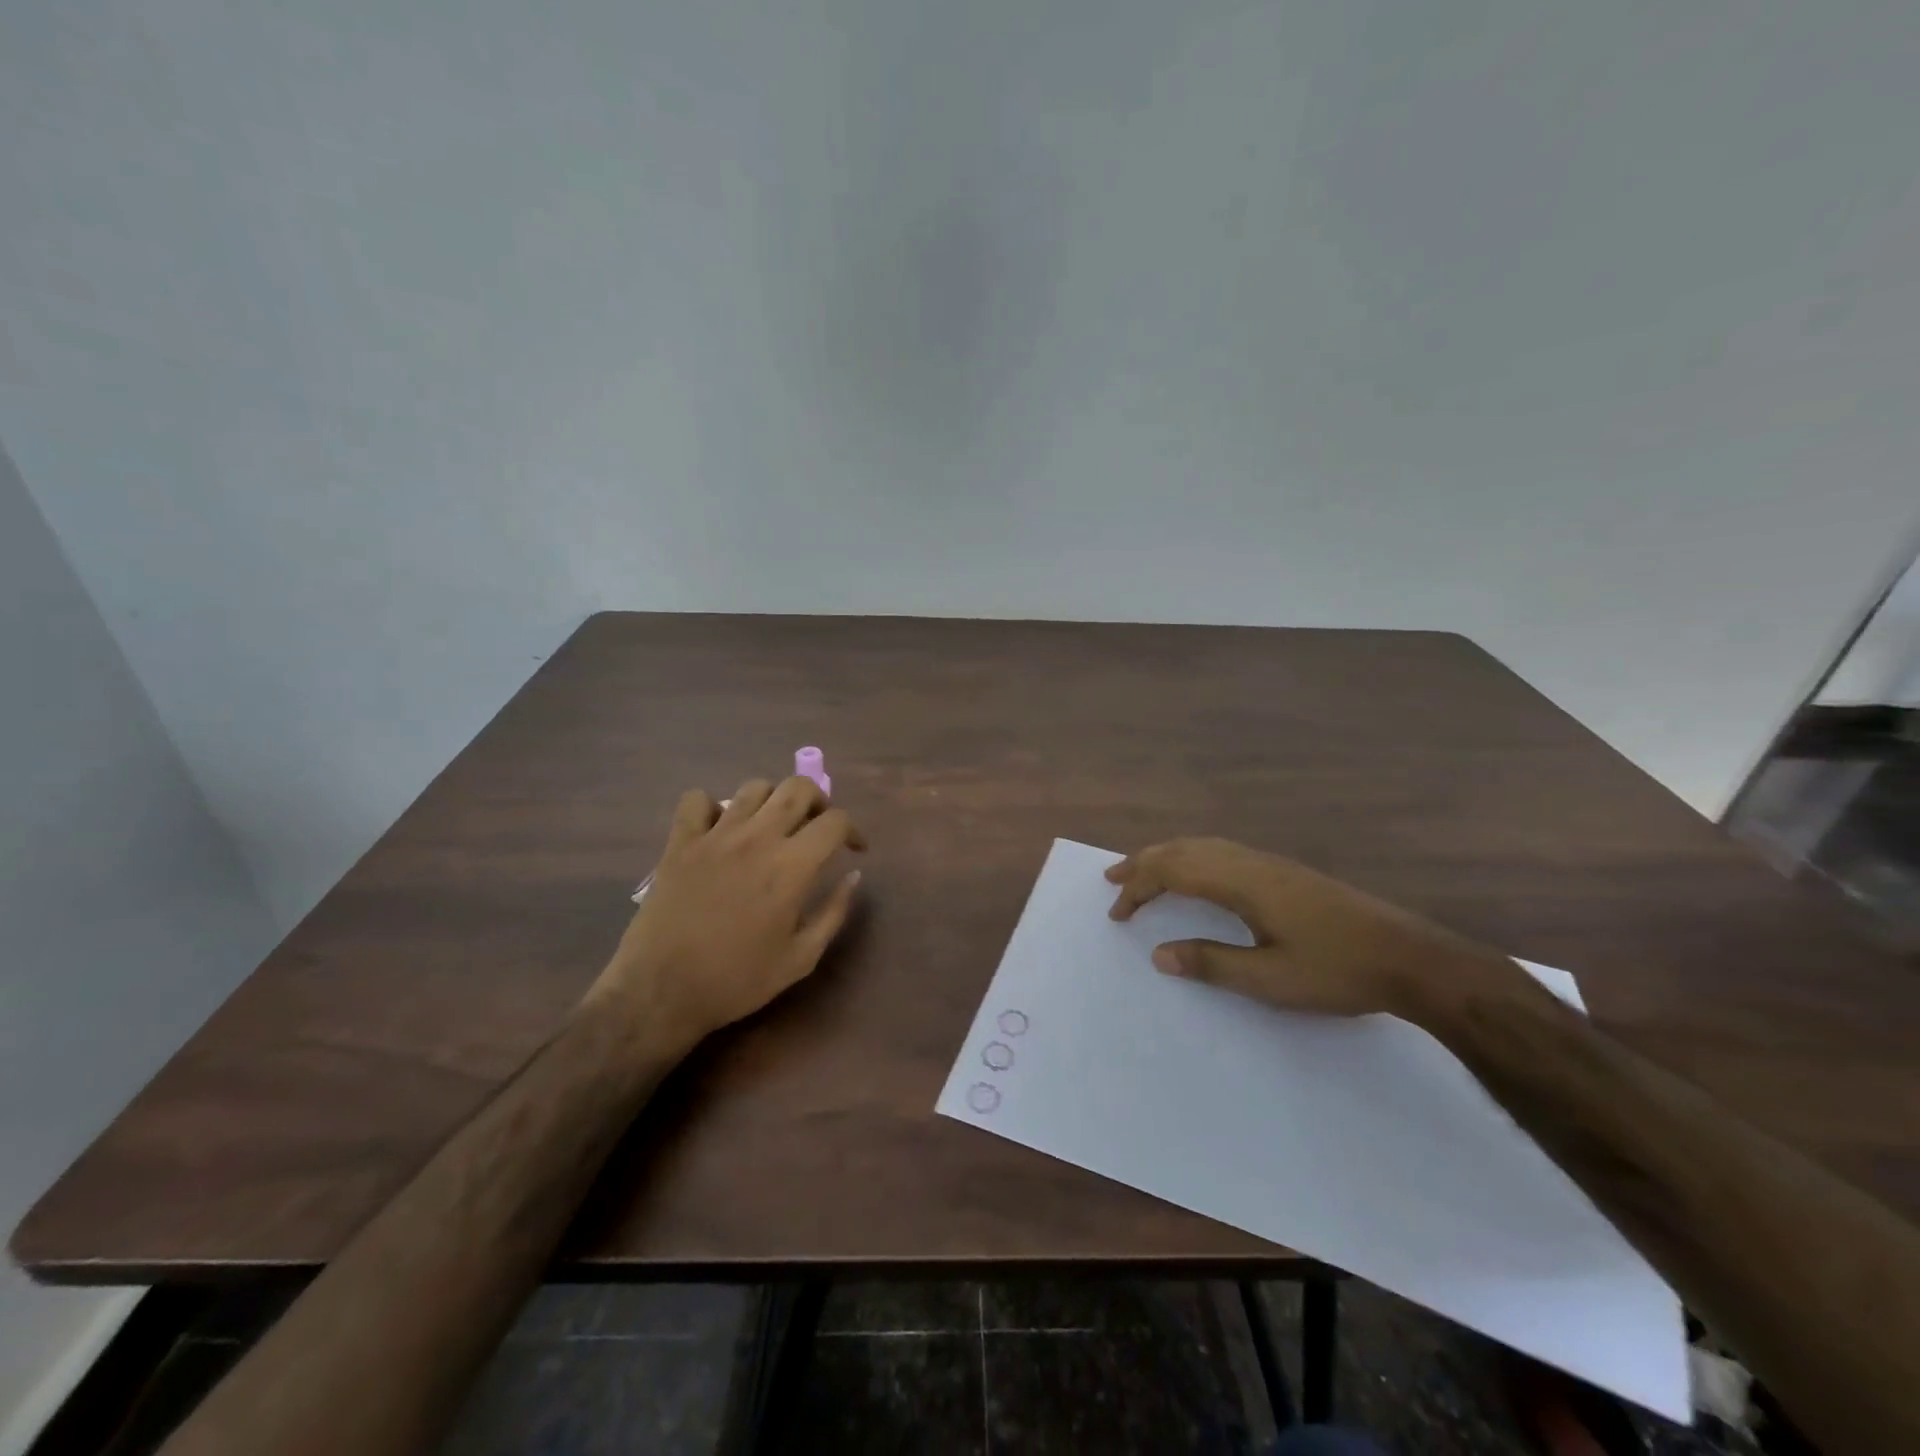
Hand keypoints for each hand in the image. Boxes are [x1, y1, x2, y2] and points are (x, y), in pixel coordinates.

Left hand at [595, 777, 865, 1039]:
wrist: (661, 991)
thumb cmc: (737, 980)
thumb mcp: (801, 958)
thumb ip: (834, 912)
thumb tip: (854, 876)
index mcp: (792, 866)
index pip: (835, 821)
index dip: (853, 830)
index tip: (854, 850)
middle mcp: (757, 838)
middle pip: (798, 788)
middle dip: (819, 800)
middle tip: (817, 826)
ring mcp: (715, 835)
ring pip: (754, 788)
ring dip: (773, 800)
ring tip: (773, 825)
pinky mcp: (680, 842)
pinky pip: (697, 800)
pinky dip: (712, 806)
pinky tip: (719, 829)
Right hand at [1105, 837, 1515, 1022]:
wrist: (1411, 959)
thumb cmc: (1337, 971)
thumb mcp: (1270, 980)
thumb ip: (1211, 964)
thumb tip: (1158, 954)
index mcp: (1242, 883)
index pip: (1173, 872)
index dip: (1139, 888)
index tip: (1116, 912)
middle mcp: (1251, 863)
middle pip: (1183, 850)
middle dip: (1144, 863)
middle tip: (1112, 880)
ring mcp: (1271, 864)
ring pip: (1204, 846)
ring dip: (1168, 857)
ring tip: (1144, 872)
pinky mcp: (1286, 873)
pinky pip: (1222, 852)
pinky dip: (1193, 858)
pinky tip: (1198, 876)